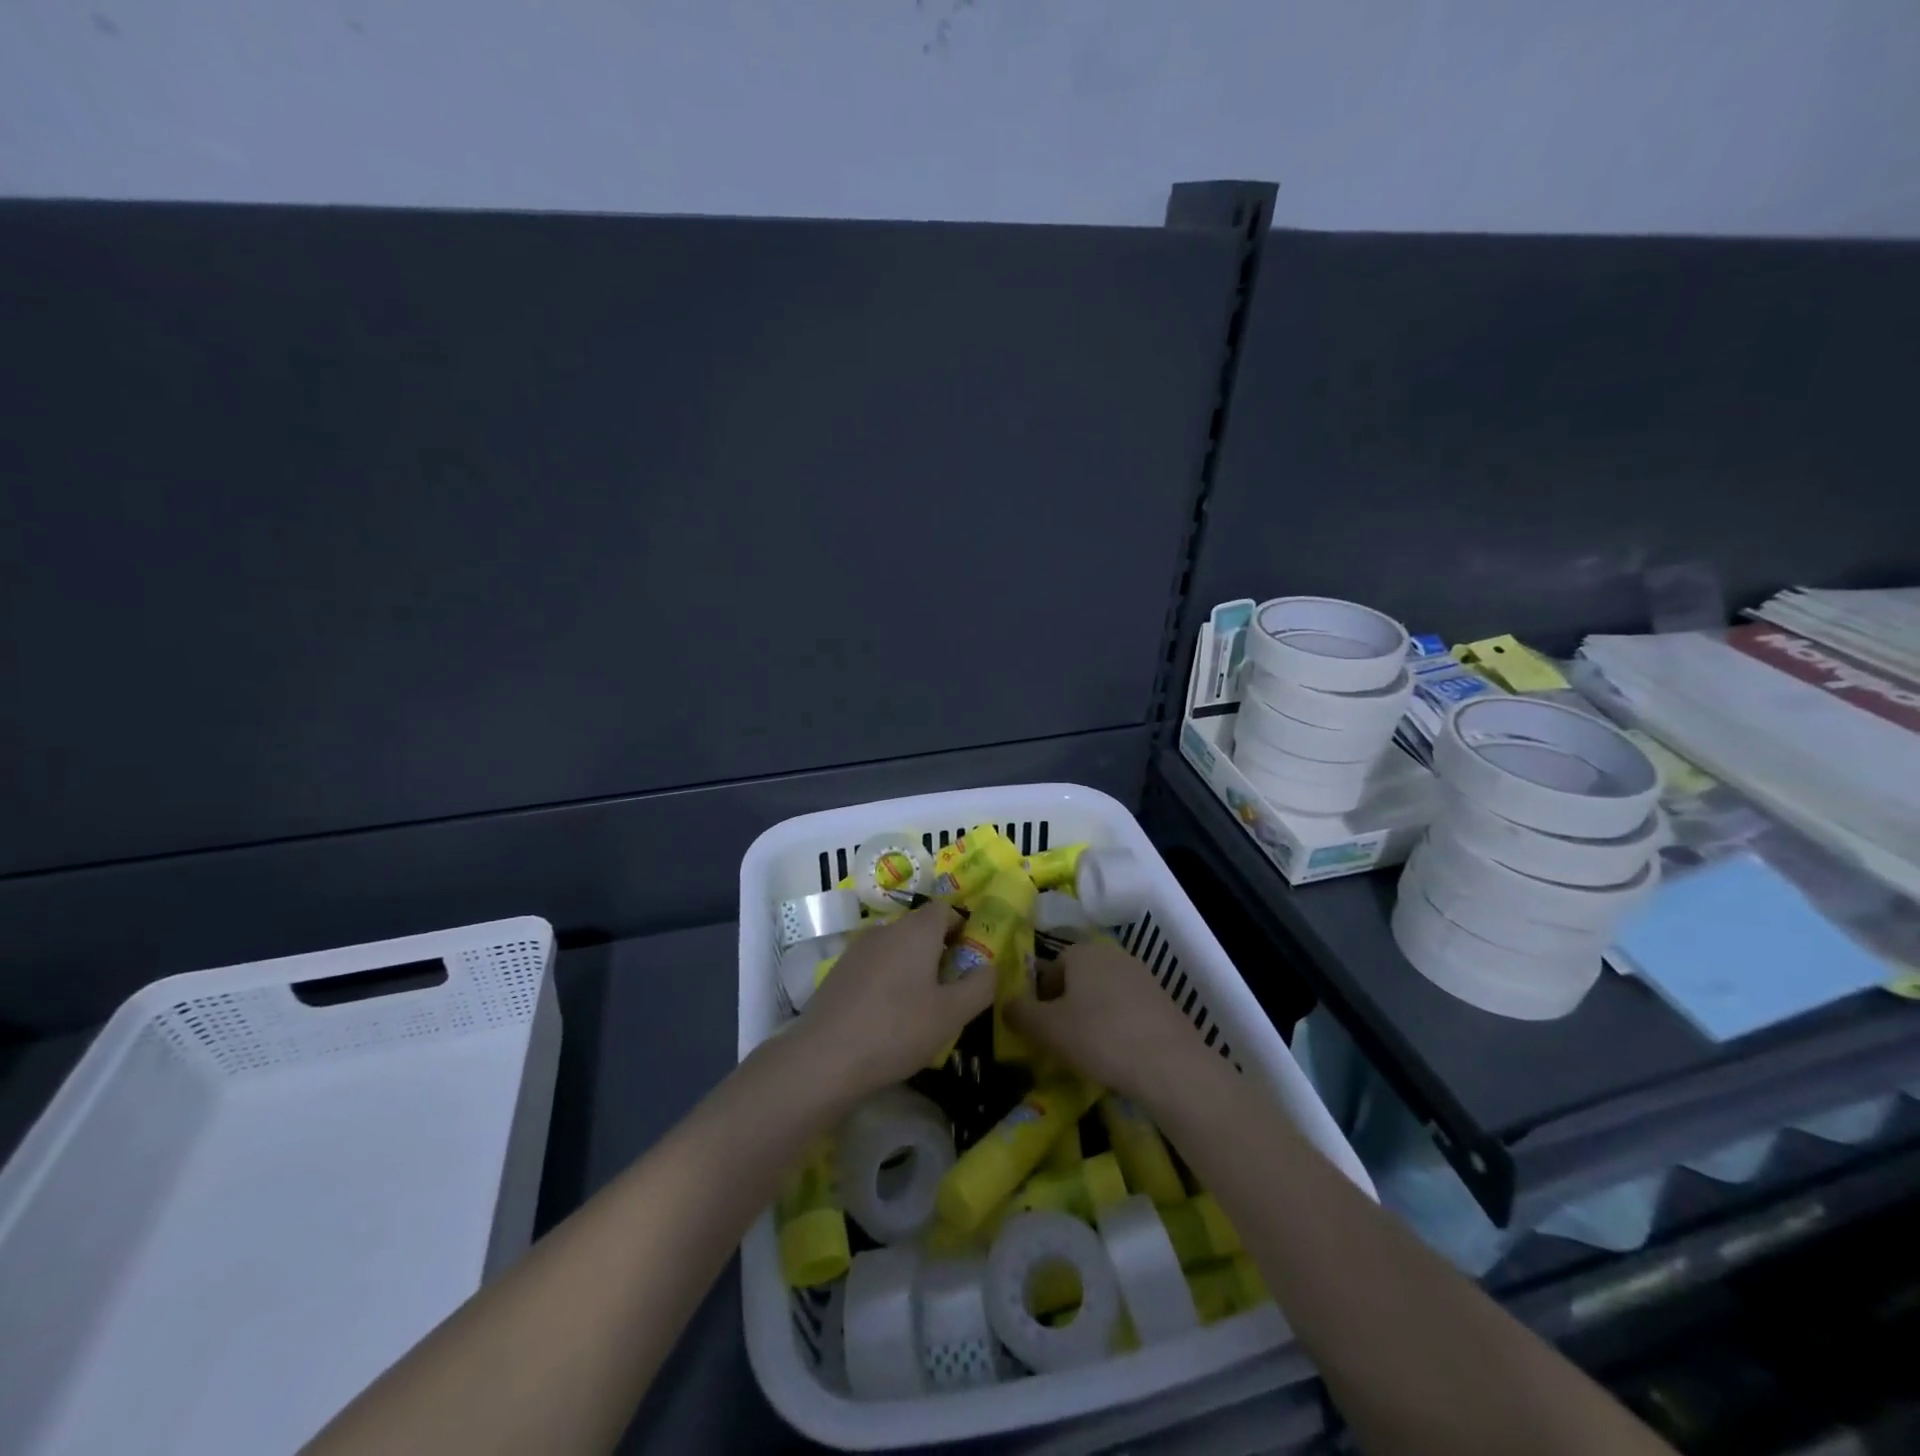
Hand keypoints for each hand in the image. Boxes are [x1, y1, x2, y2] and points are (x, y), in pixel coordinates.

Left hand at [795, 902, 994, 1098]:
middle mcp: (886, 929)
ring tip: (922, 1005)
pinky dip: (888, 980)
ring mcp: (858, 949)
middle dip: (939, 950)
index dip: (962, 927)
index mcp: (916, 931)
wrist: (824, 1058)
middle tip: (952, 987)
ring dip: (913, 966)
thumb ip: (979, 986)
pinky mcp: (839, 972)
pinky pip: (875, 965)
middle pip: (920, 927)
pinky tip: (888, 1016)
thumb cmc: (898, 1030)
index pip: (945, 909)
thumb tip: (989, 966)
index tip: (971, 958)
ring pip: (896, 947)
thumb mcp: (952, 1014)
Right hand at [1006, 940, 1215, 1108]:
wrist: (1169, 1064)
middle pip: (1077, 979)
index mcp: (1082, 952)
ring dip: (1092, 1016)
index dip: (1039, 998)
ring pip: (1103, 994)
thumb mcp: (1047, 1029)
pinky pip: (1127, 1009)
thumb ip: (1020, 1014)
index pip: (1050, 967)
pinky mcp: (1163, 1000)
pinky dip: (1117, 1026)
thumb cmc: (1099, 1037)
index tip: (1038, 1027)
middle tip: (1060, 1041)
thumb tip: (1005, 1004)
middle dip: (1065, 1006)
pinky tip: (1117, 1054)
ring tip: (1088, 1051)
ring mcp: (1141, 975)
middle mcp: (1112, 954)